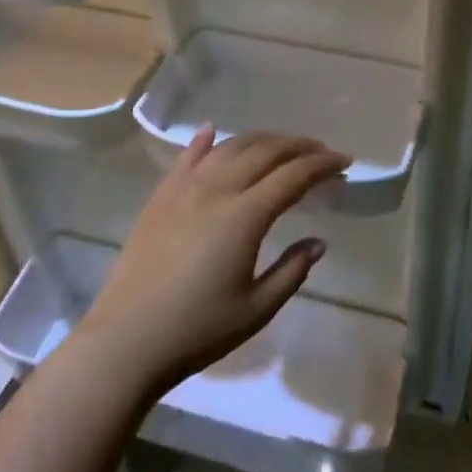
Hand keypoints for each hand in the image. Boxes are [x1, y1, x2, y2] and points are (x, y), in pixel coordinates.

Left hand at [74, 128, 345, 396]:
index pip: (293, 175)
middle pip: (265, 151)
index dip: (322, 165)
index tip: (345, 161)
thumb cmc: (197, 330)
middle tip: (321, 152)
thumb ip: (292, 270)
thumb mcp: (257, 309)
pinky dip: (205, 140)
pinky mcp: (161, 196)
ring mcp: (184, 188)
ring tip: (282, 145)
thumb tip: (318, 241)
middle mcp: (217, 189)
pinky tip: (213, 130)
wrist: (126, 341)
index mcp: (245, 215)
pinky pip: (186, 157)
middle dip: (299, 146)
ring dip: (261, 140)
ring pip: (230, 147)